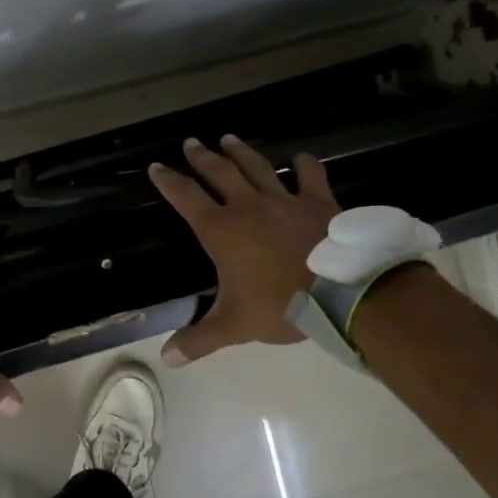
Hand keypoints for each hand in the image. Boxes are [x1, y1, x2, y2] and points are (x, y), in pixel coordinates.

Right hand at [147, 135, 340, 365]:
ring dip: (240, 152)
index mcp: (221, 230)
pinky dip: (305, 165)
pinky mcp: (318, 202)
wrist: (342, 293)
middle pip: (219, 173)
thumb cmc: (280, 306)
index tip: (156, 167)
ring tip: (228, 138)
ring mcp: (285, 200)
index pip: (186, 198)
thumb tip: (167, 358)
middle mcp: (248, 206)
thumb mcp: (234, 326)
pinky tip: (301, 157)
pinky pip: (310, 177)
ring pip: (257, 167)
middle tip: (191, 142)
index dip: (168, 182)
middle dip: (201, 157)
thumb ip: (199, 339)